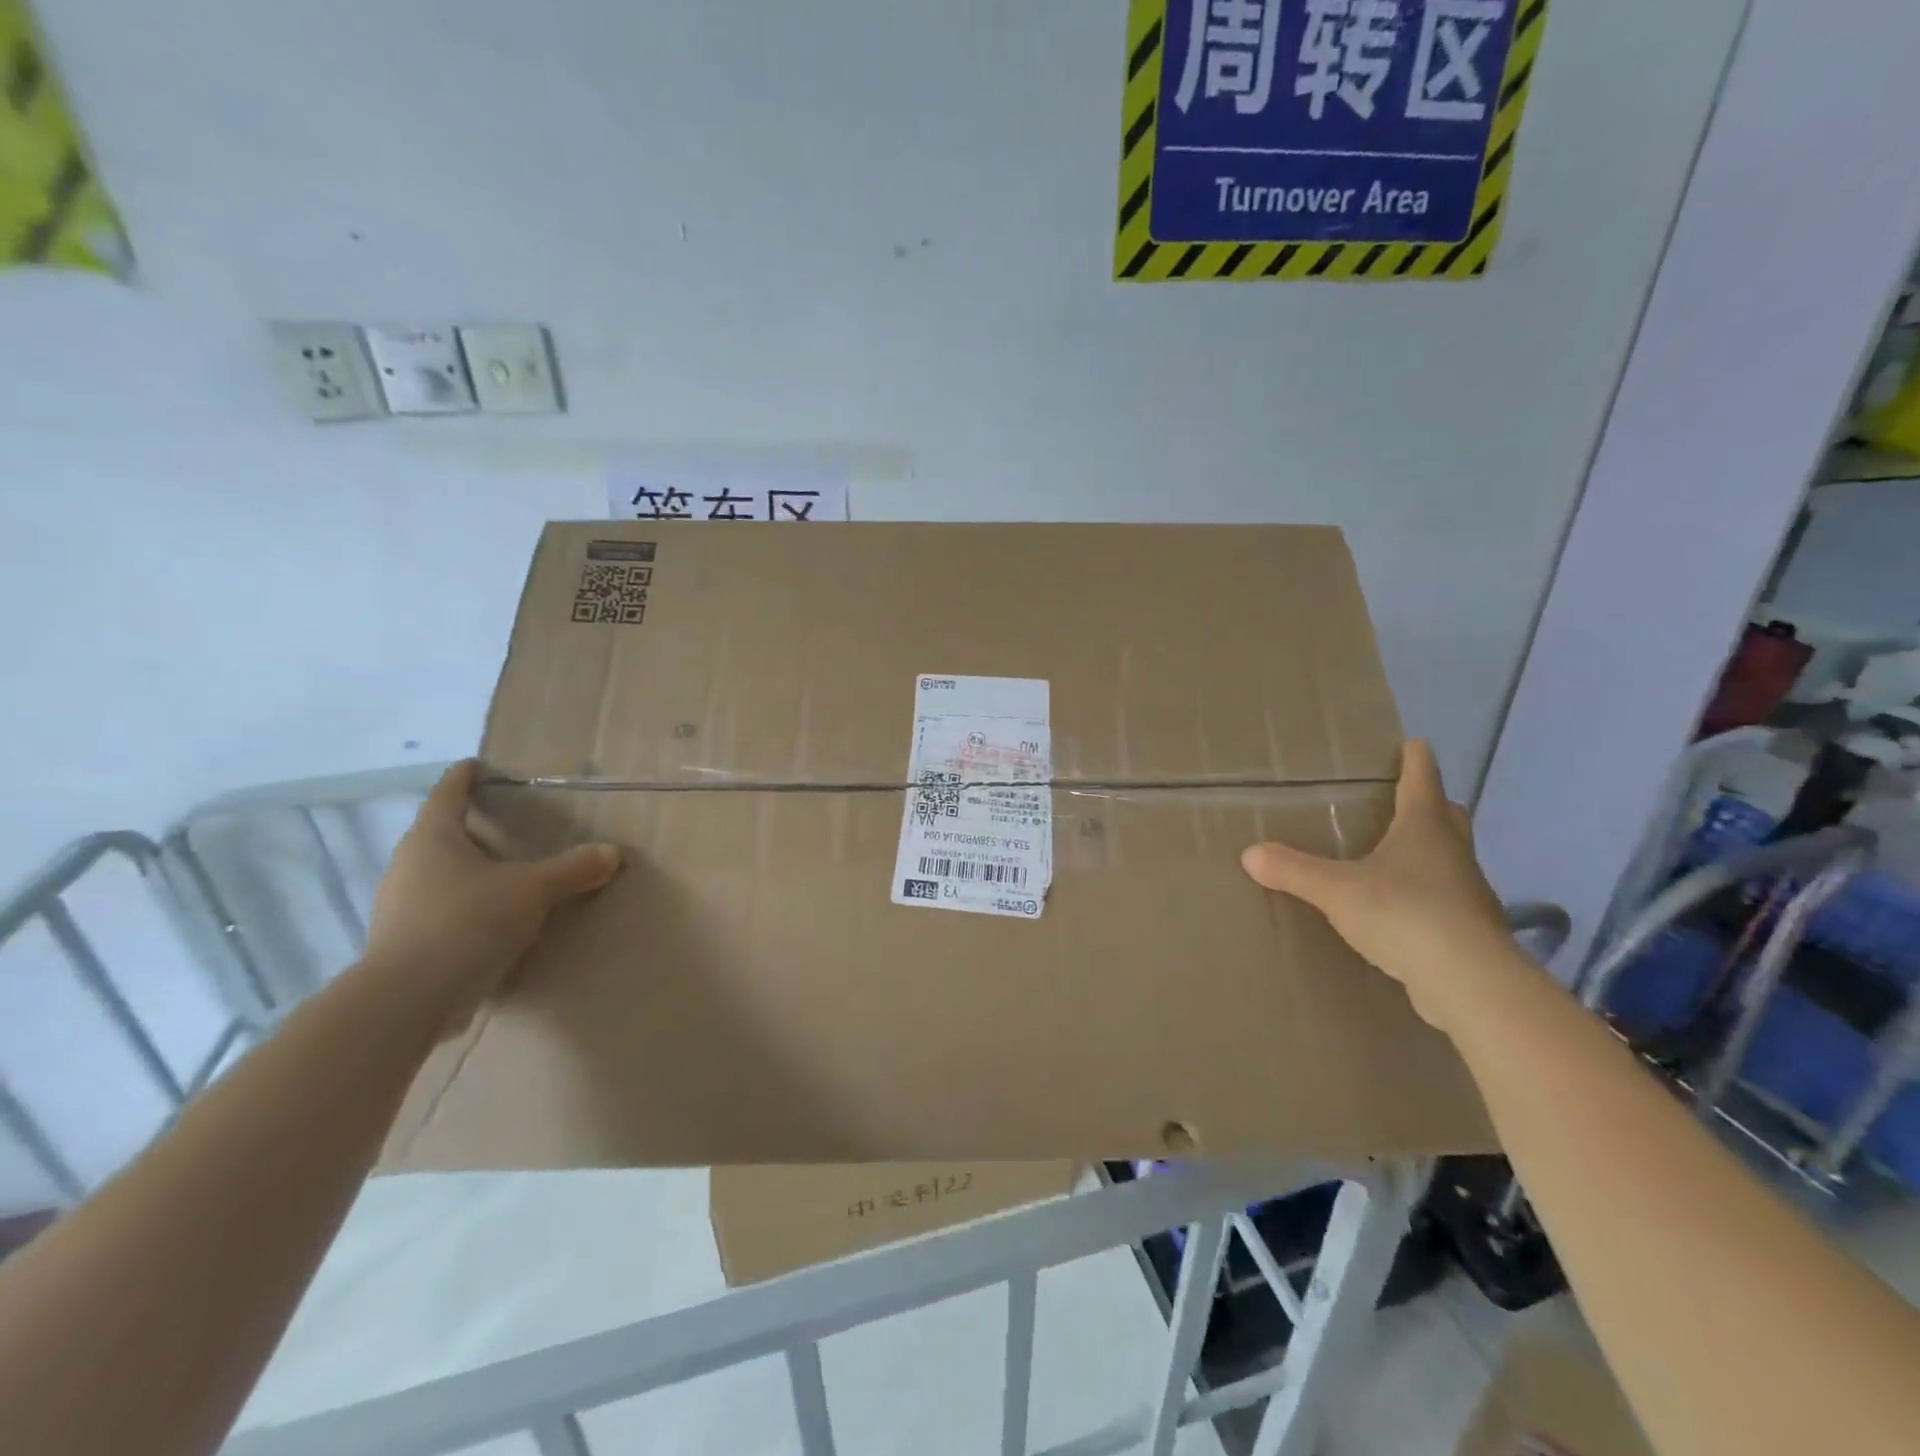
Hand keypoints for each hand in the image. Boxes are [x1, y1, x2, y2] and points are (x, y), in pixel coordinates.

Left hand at [363, 760, 620, 1030]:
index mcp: (432, 838)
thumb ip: (573, 869)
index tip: (476, 765)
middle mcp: (407, 864)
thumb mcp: (533, 890)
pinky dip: (462, 904)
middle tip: (505, 824)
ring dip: (466, 869)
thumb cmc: (467, 922)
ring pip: (437, 874)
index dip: (464, 777)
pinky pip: (437, 908)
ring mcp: (398, 905)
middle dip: (470, 827)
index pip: (448, 793)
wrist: (408, 999)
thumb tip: (612, 852)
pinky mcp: (402, 941)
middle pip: (438, 834)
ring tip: (503, 873)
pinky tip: (488, 919)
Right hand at [1241, 740, 1517, 1034]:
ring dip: (1433, 851)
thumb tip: (1250, 854)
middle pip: (1448, 816)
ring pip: (1452, 859)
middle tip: (1406, 799)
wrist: (1469, 983)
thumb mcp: (1337, 890)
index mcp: (1425, 830)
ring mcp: (1469, 894)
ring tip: (1399, 857)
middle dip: (1431, 804)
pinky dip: (1431, 895)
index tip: (1413, 743)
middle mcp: (1453, 854)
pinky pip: (1449, 900)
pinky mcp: (1472, 931)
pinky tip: (1407, 911)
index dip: (1416, 760)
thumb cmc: (1405, 914)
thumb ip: (1294, 870)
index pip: (1423, 781)